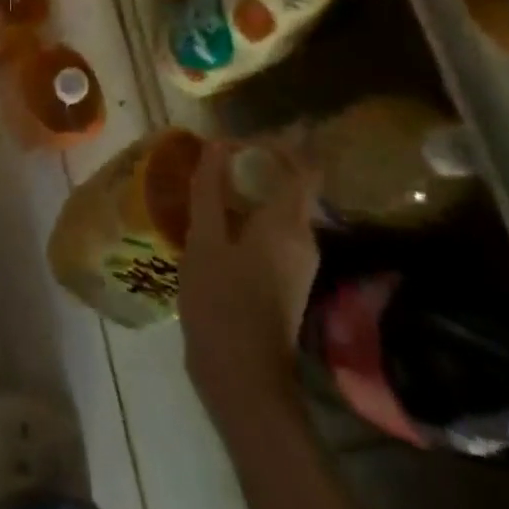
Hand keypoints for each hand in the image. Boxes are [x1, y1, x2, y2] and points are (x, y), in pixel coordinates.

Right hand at [179, 138, 320, 426]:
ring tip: (213, 180)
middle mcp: (303, 238)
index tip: (253, 130)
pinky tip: (217, 219)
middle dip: (262, 162)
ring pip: (281, 209)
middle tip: (220, 152)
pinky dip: (251, 214)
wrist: (242, 379)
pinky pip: (275, 230)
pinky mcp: (286, 280)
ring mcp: (298, 262)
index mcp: (288, 222)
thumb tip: (217, 145)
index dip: (284, 141)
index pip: (304, 166)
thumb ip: (210, 189)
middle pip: (293, 185)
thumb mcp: (205, 239)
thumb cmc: (222, 302)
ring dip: (253, 189)